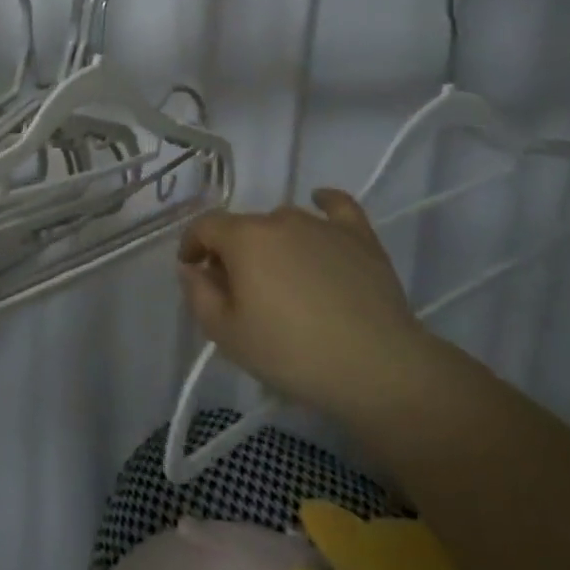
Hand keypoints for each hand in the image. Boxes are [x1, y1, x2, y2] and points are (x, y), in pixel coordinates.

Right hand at [177, 188, 431, 415]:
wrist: (377, 367)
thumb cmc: (291, 353)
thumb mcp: (227, 334)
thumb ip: (198, 294)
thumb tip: (192, 268)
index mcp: (244, 238)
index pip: (205, 226)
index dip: (191, 245)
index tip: (192, 269)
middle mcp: (280, 219)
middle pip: (245, 227)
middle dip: (232, 251)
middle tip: (238, 290)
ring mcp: (323, 225)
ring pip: (284, 222)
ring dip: (272, 241)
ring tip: (281, 276)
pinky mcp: (360, 237)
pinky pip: (337, 207)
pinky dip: (324, 202)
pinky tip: (319, 203)